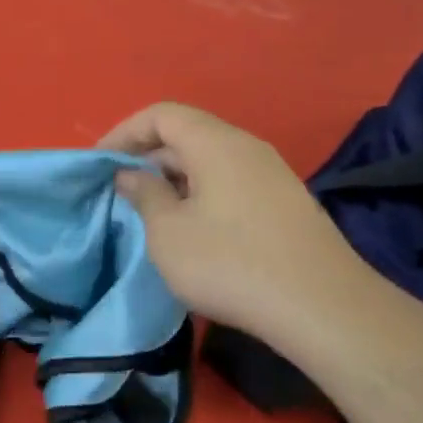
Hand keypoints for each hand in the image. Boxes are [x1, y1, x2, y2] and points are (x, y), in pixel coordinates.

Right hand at [100, 102, 369, 339]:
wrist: (322, 307)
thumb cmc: (230, 263)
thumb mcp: (168, 232)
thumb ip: (144, 194)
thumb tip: (130, 174)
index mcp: (216, 144)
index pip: (161, 114)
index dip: (124, 132)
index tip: (100, 164)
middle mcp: (247, 148)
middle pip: (187, 134)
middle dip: (147, 156)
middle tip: (119, 190)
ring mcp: (272, 174)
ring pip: (210, 160)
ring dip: (173, 177)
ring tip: (150, 210)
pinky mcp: (284, 203)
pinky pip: (230, 182)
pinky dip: (200, 192)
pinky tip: (191, 228)